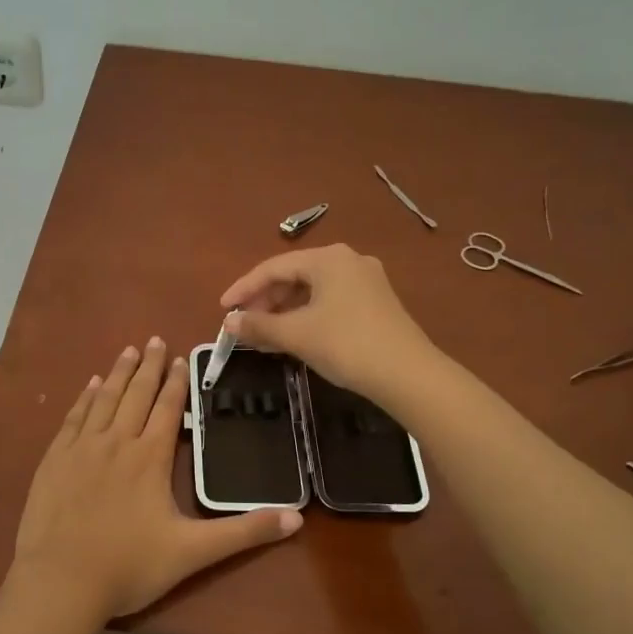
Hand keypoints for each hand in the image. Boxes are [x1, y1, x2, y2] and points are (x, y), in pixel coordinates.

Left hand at [11, 337, 301, 622]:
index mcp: (149, 458)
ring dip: (118, 373)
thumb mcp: (193, 552)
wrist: (61, 582)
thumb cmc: (129, 566)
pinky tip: (90, 386)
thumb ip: (244, 532)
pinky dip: (85, 398)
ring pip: (104, 399)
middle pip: (135, 394)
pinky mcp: (55, 460)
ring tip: (127, 350)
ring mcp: (81, 448)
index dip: (176, 382)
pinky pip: (73, 418)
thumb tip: (296, 518)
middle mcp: (116, 442)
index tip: (179, 358)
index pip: (166, 408)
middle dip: (147, 366)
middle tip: (153, 339)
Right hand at [220, 243, 438, 405]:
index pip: (274, 267)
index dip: (244, 288)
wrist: (408, 375)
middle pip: (294, 276)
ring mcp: (366, 281)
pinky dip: (307, 316)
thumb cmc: (346, 344)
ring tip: (265, 336)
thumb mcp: (296, 334)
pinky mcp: (377, 303)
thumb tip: (229, 322)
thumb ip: (259, 325)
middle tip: (245, 326)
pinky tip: (296, 337)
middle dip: (266, 301)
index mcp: (328, 258)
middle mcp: (348, 261)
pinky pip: (330, 302)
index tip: (224, 309)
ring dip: (285, 311)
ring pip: (313, 291)